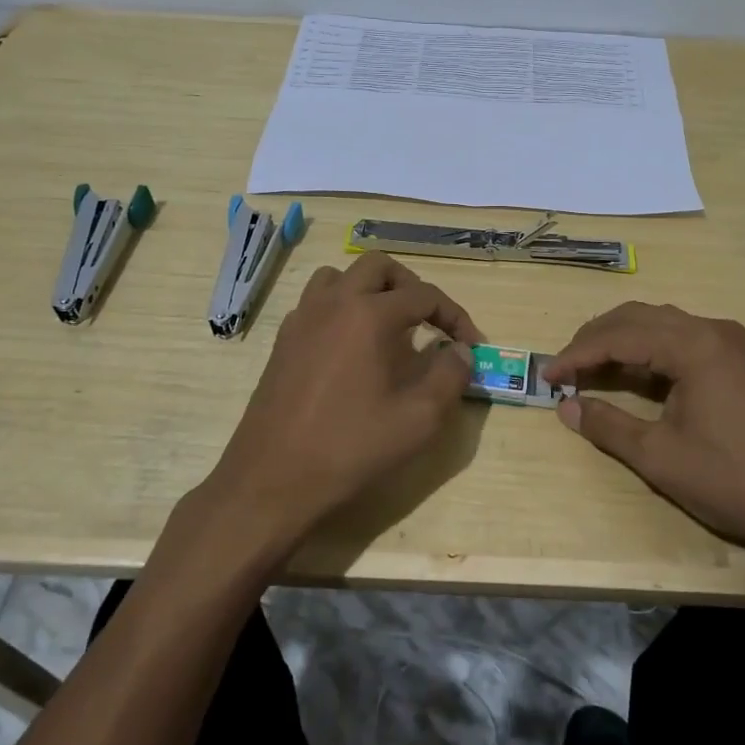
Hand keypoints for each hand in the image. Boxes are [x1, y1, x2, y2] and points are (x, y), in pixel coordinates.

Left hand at [202, 252, 481, 558]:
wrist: (272, 479)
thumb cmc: (350, 448)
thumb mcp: (418, 419)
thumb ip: (450, 376)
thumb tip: (461, 350)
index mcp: (369, 315)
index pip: (424, 294)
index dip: (455, 316)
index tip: (472, 344)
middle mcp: (333, 303)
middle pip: (378, 266)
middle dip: (411, 286)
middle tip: (428, 321)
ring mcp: (302, 318)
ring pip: (341, 276)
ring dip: (371, 290)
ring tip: (389, 325)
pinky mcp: (284, 340)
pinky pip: (317, 302)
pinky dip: (342, 308)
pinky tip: (351, 348)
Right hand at [545, 303, 744, 583]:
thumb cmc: (734, 481)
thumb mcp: (660, 457)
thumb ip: (607, 425)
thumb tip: (565, 406)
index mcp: (694, 345)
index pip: (620, 335)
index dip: (577, 354)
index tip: (546, 375)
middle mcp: (715, 331)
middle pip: (641, 317)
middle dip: (597, 338)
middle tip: (564, 367)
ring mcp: (735, 345)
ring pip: (664, 325)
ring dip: (624, 341)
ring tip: (592, 369)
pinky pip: (686, 341)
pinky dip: (653, 352)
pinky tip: (638, 377)